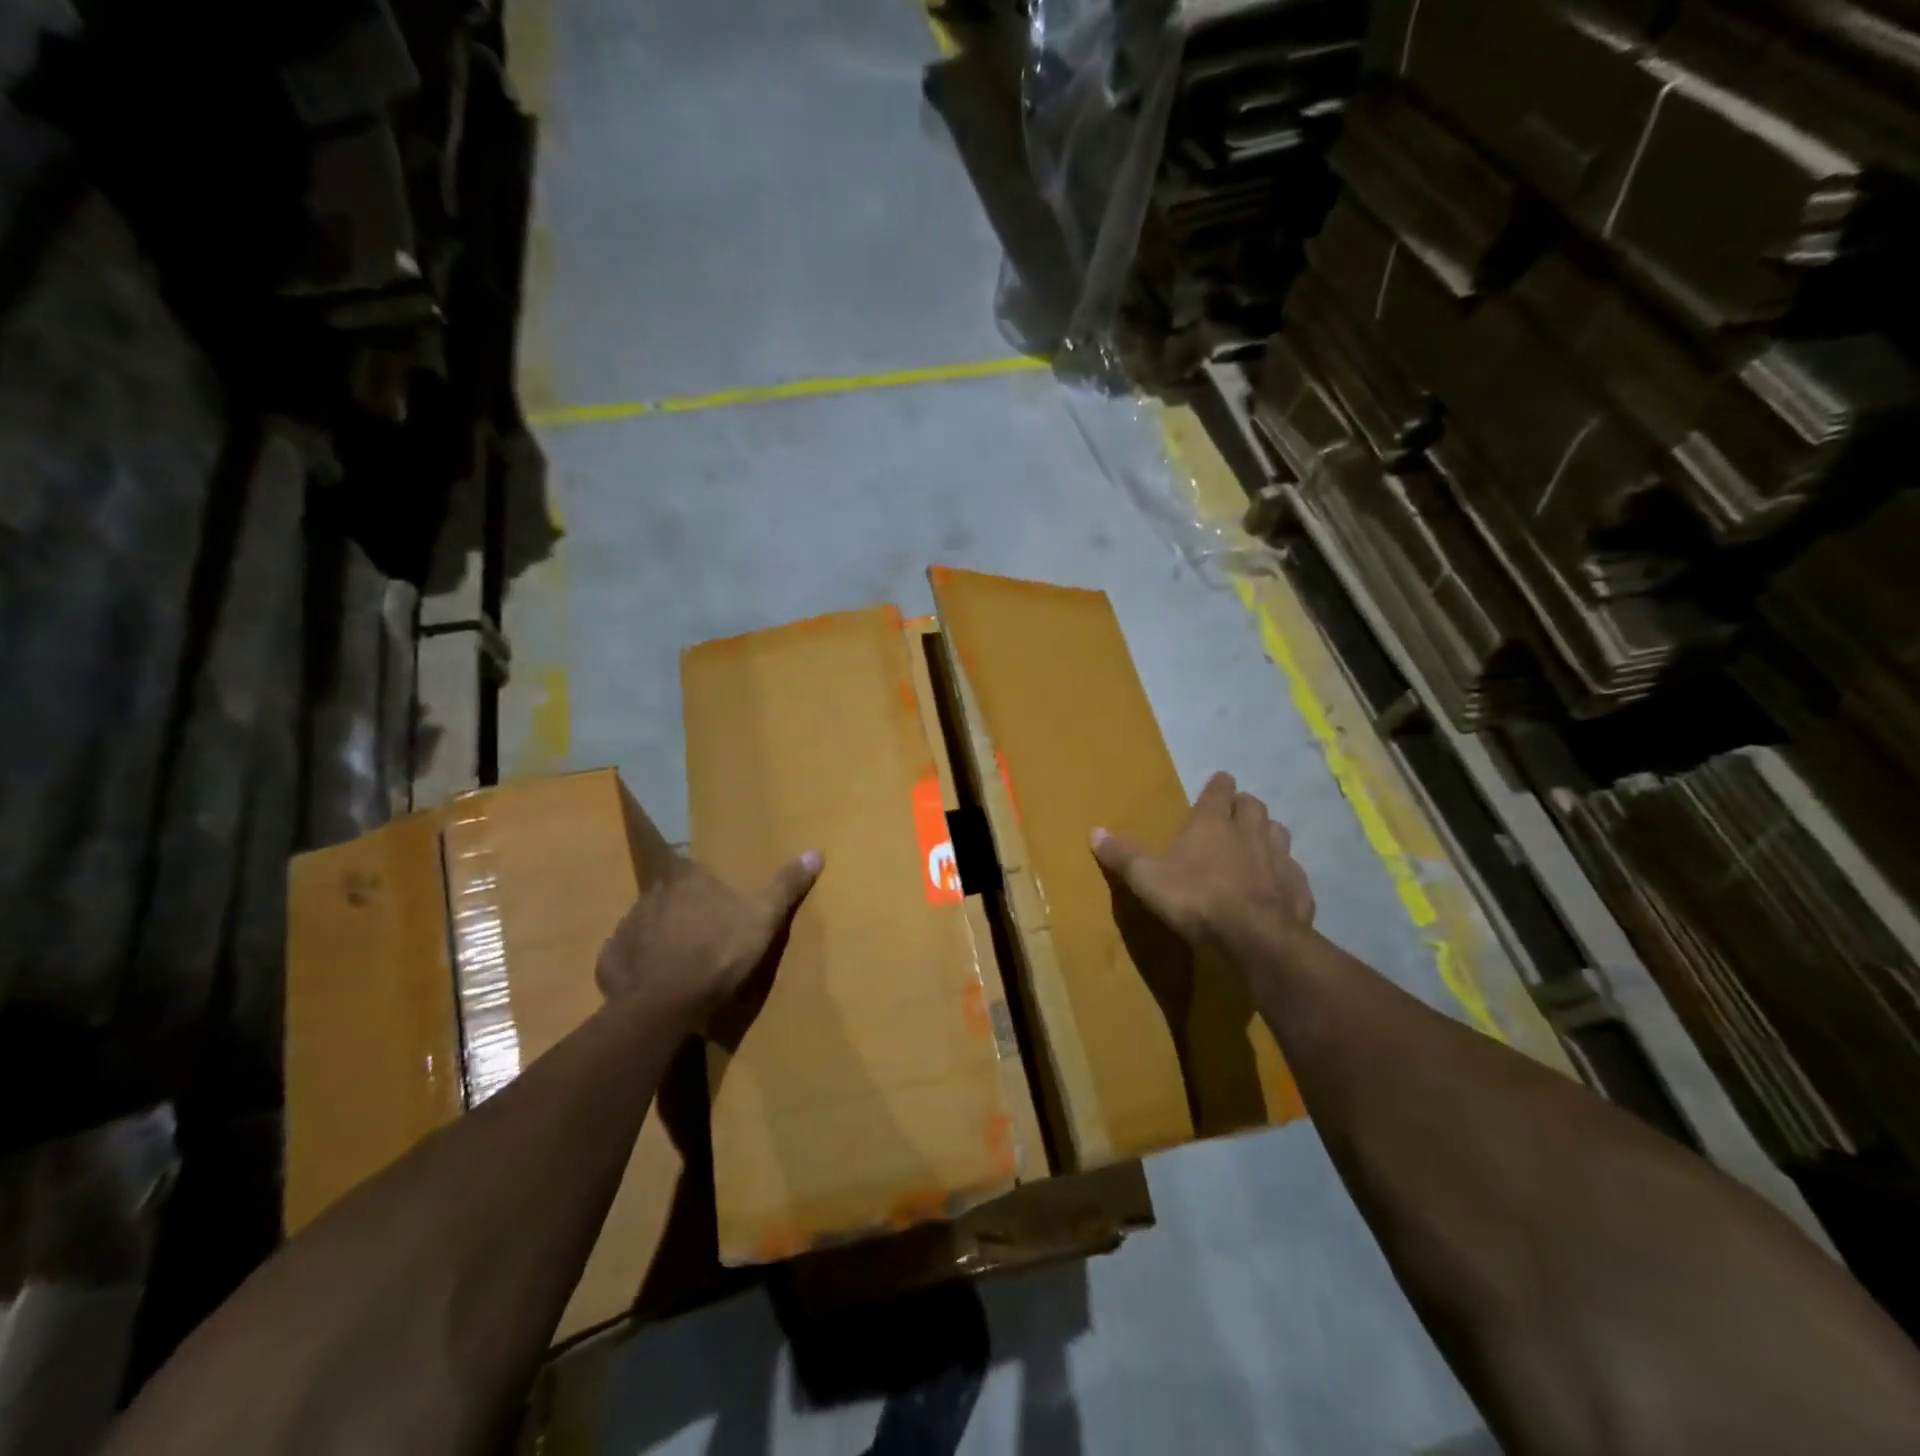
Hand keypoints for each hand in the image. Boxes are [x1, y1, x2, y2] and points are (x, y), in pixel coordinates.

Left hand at [595, 850, 822, 1027]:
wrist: (666, 1004)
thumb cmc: (718, 952)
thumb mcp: (764, 918)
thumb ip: (786, 885)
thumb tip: (816, 851)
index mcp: (686, 879)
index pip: (690, 868)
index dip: (702, 883)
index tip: (714, 898)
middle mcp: (650, 895)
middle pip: (667, 896)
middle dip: (681, 909)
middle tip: (701, 932)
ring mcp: (626, 928)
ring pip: (646, 925)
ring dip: (659, 937)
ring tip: (679, 961)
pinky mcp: (610, 962)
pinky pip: (626, 958)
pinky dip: (638, 966)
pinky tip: (654, 982)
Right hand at [1090, 772, 1313, 954]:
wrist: (1255, 937)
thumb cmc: (1196, 898)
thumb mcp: (1147, 878)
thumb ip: (1123, 855)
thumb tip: (1093, 831)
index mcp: (1212, 823)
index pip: (1219, 790)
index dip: (1218, 785)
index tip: (1219, 783)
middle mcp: (1250, 832)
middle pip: (1253, 806)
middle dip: (1244, 806)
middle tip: (1234, 815)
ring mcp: (1280, 859)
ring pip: (1278, 833)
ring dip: (1268, 834)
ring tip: (1257, 845)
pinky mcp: (1299, 889)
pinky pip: (1293, 873)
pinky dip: (1285, 874)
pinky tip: (1278, 886)